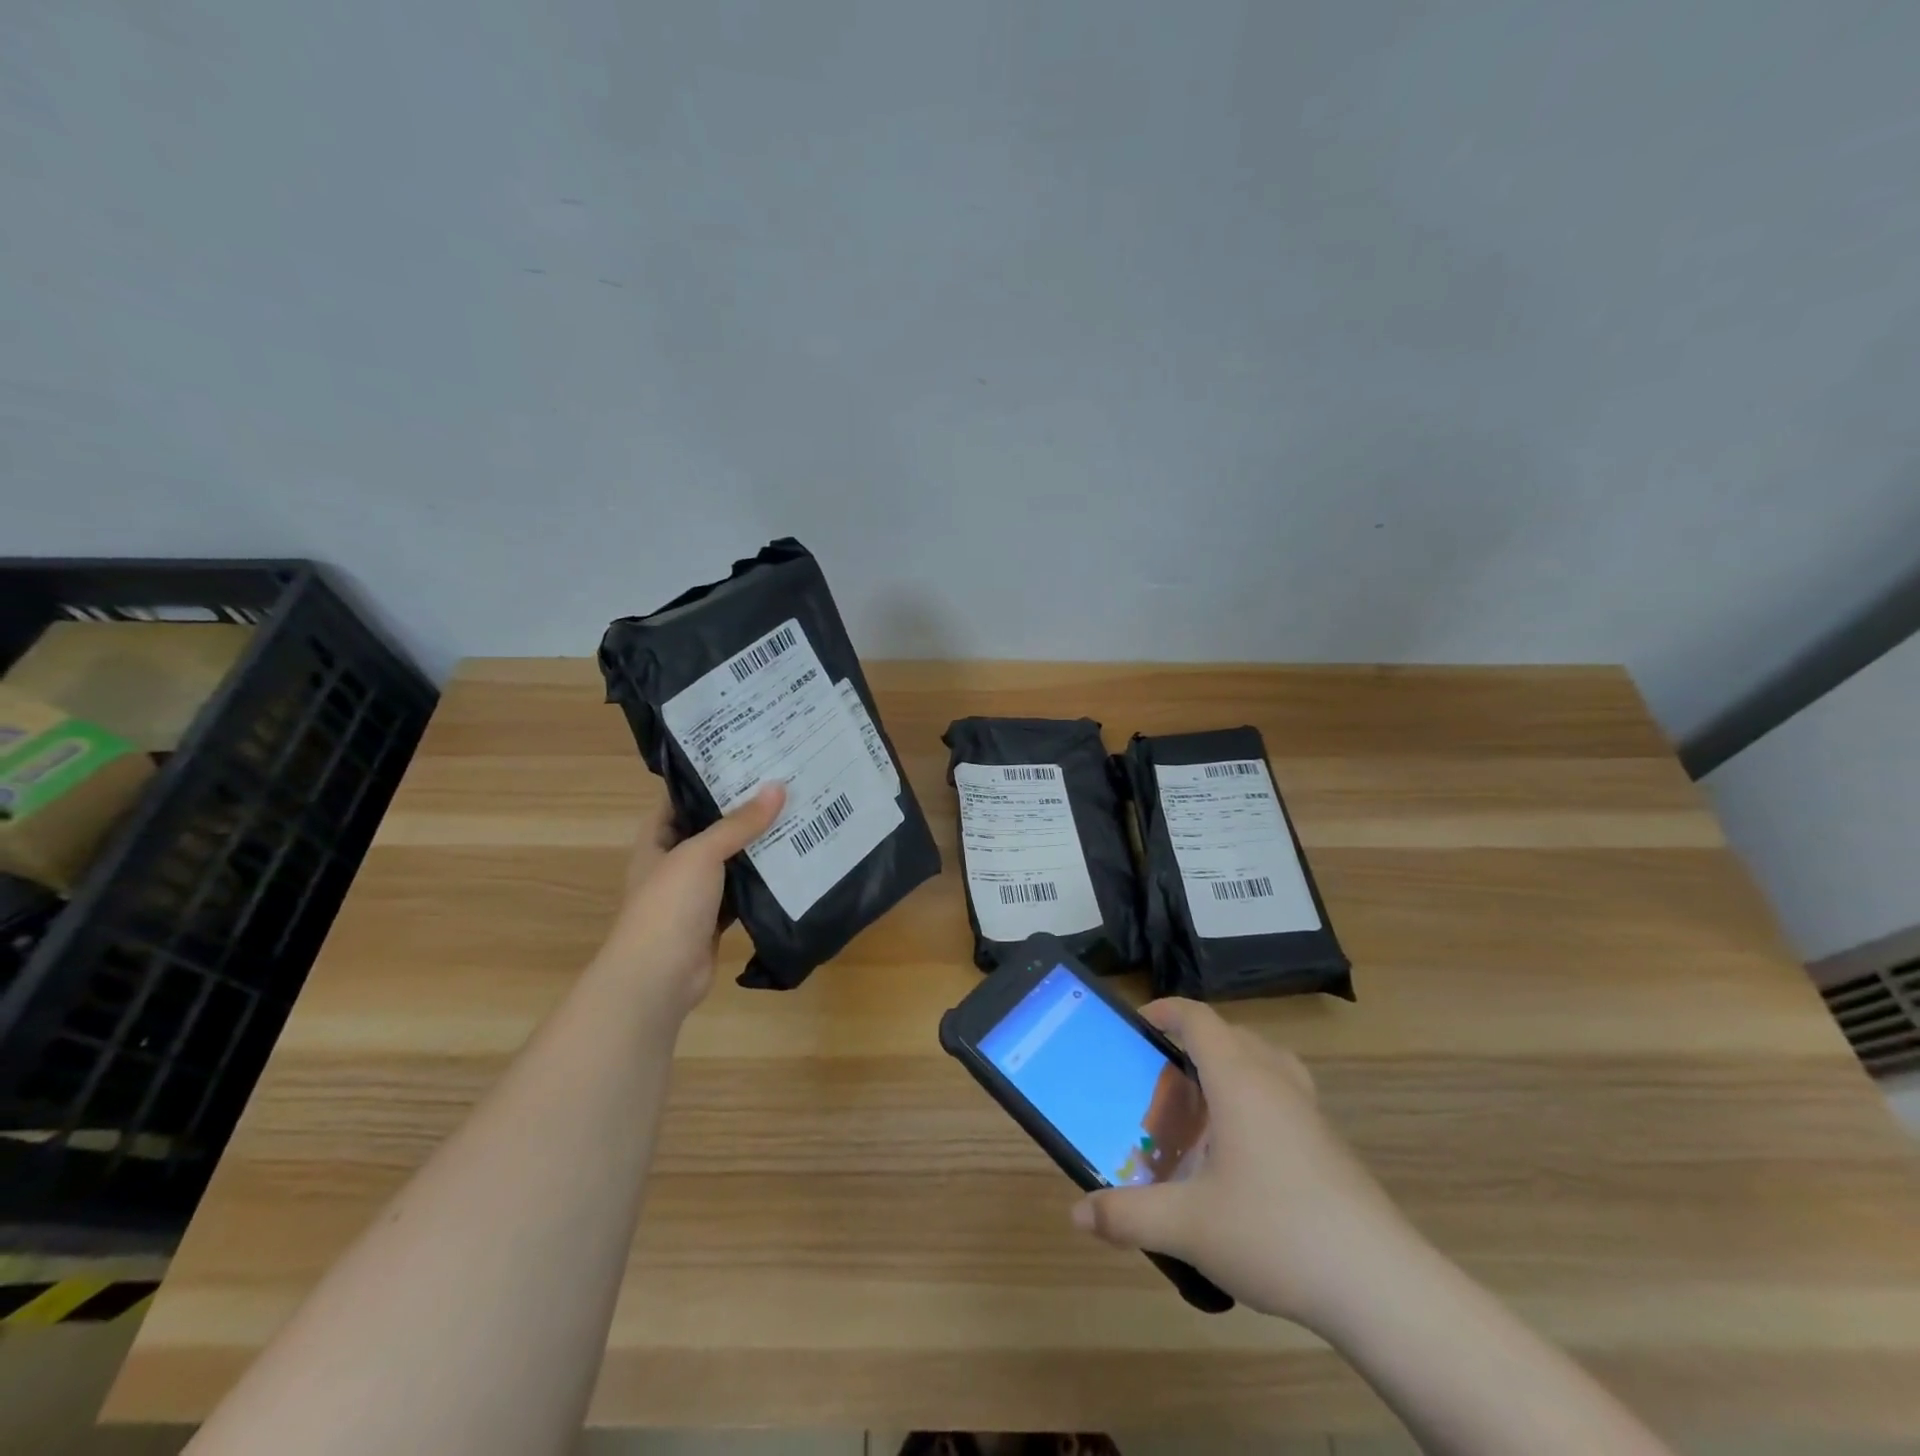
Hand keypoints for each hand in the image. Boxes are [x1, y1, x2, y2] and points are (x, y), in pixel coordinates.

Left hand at [602, 783, 785, 1020]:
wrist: (658, 977)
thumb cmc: (669, 905)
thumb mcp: (702, 853)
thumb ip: (739, 823)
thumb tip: (778, 787)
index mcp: (657, 839)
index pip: (681, 798)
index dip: (709, 778)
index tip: (747, 759)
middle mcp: (674, 862)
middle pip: (711, 828)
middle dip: (743, 811)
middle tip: (783, 785)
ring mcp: (695, 893)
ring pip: (730, 861)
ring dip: (757, 846)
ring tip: (796, 816)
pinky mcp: (715, 919)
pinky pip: (743, 891)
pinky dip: (763, 881)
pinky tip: (792, 863)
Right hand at [1071, 998, 1412, 1329]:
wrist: (1381, 1285)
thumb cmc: (1276, 1233)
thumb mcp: (1189, 1226)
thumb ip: (1129, 1215)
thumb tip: (1079, 1213)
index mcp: (1239, 1079)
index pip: (1198, 1018)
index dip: (1165, 1010)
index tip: (1137, 1024)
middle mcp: (1275, 1080)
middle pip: (1229, 1035)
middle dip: (1190, 1045)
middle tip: (1160, 1081)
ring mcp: (1308, 1110)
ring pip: (1262, 1062)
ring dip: (1227, 1069)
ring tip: (1201, 1109)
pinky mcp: (1329, 1142)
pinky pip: (1282, 1094)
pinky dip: (1254, 1099)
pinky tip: (1242, 1154)